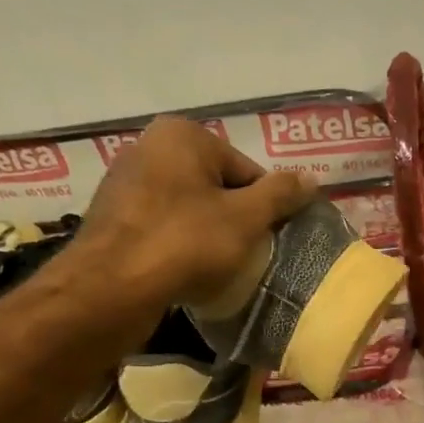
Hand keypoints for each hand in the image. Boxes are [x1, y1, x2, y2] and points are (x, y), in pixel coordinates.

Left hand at [75, 115, 311, 306]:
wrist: (111, 288)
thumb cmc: (185, 243)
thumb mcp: (245, 218)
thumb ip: (280, 195)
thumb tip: (312, 179)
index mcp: (183, 135)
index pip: (246, 170)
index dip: (265, 207)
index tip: (268, 239)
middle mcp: (149, 146)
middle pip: (216, 187)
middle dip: (234, 221)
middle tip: (244, 256)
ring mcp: (125, 182)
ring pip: (189, 209)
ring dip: (207, 236)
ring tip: (215, 268)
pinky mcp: (112, 218)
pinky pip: (162, 228)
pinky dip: (178, 246)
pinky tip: (184, 272)